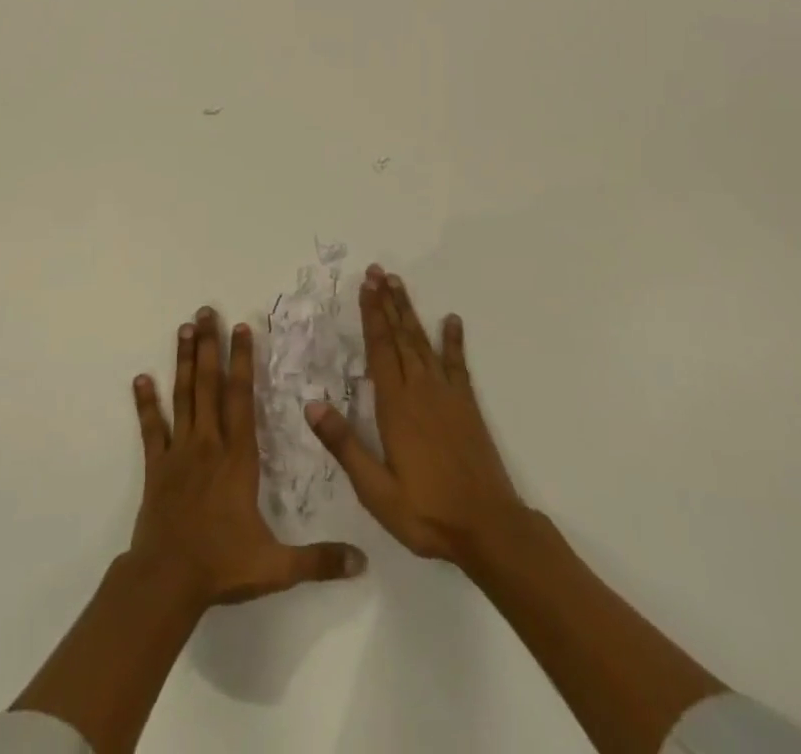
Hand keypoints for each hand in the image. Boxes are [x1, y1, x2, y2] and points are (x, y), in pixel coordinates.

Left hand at [131, 308, 366, 611]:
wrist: (167, 582)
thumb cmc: (222, 566)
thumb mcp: (276, 566)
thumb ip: (319, 560)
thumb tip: (362, 561)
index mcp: (238, 458)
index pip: (242, 398)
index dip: (242, 360)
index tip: (242, 327)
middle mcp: (209, 443)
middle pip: (209, 384)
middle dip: (210, 345)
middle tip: (205, 310)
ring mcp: (179, 451)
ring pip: (182, 396)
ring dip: (184, 361)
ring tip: (184, 328)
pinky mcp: (156, 466)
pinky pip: (151, 428)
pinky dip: (145, 402)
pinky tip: (140, 378)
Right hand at [306, 266, 526, 569]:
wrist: (488, 528)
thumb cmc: (426, 512)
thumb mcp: (375, 489)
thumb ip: (344, 445)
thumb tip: (311, 404)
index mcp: (395, 406)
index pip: (379, 349)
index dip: (371, 315)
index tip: (366, 286)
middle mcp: (420, 390)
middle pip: (400, 337)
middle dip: (387, 302)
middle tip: (378, 271)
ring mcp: (446, 395)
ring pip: (423, 343)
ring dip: (409, 312)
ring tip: (399, 284)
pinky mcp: (467, 406)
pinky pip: (457, 364)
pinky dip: (453, 340)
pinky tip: (451, 320)